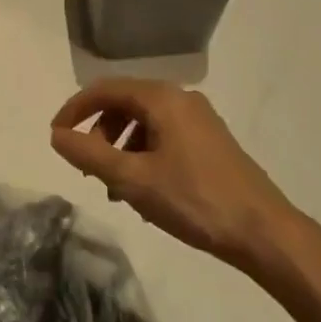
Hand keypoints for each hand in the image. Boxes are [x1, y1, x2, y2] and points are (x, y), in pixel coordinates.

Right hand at [50, 79, 295, 268]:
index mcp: (162, 98)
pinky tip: (144, 193)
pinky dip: (144, 156)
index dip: (75, 109)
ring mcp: (199, 119)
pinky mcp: (210, 142)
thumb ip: (89, 155)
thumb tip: (56, 135)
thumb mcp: (133, 180)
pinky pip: (164, 137)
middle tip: (88, 169)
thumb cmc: (194, 200)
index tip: (56, 136)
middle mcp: (180, 98)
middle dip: (100, 134)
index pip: (105, 89)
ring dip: (121, 149)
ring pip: (144, 123)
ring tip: (115, 188)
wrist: (264, 232)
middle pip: (125, 104)